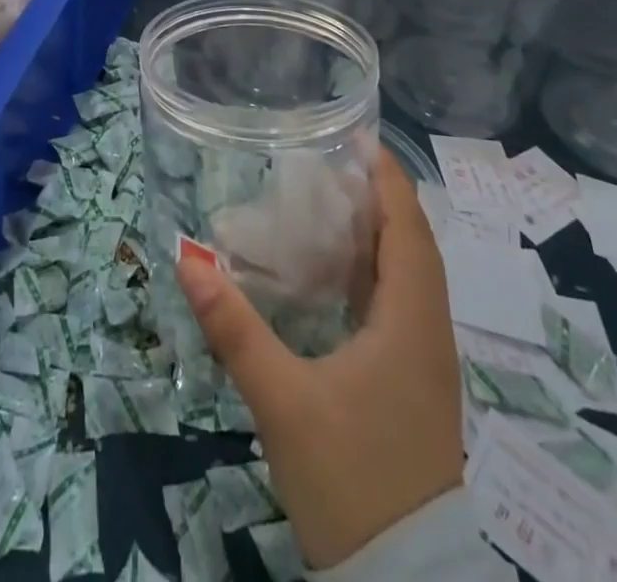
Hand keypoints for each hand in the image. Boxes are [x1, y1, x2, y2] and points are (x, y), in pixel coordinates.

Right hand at [176, 154, 462, 569]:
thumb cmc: (350, 480)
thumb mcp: (283, 401)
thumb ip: (234, 328)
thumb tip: (187, 256)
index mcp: (411, 323)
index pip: (408, 228)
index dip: (387, 178)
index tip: (358, 136)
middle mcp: (429, 334)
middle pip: (413, 245)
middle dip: (378, 198)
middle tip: (329, 165)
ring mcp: (426, 365)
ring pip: (411, 278)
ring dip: (379, 235)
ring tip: (329, 205)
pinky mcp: (414, 388)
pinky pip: (401, 307)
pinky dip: (376, 274)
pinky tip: (338, 278)